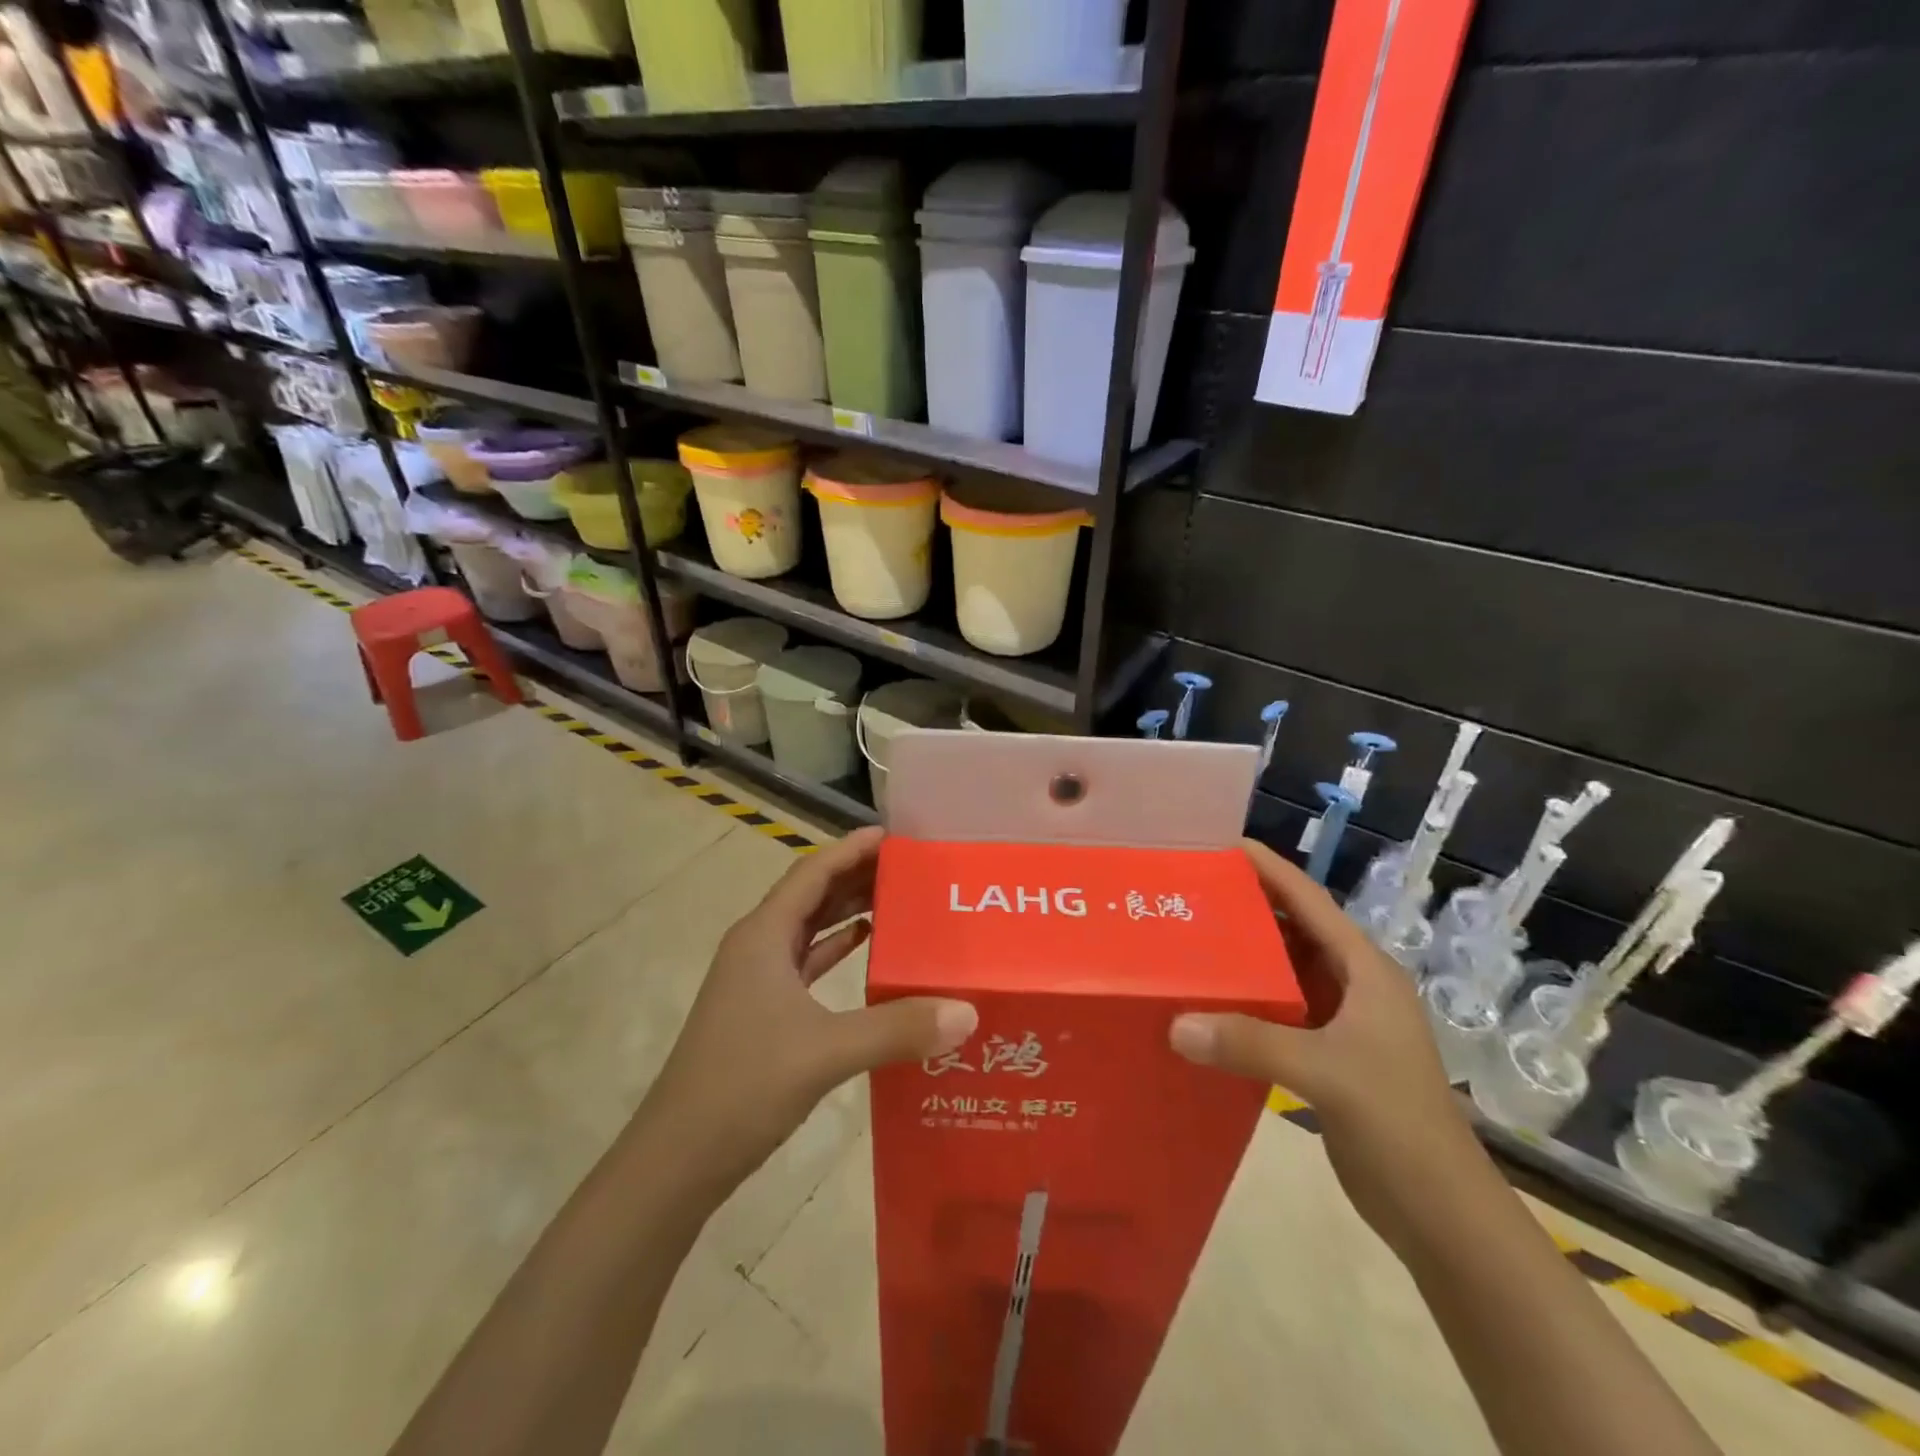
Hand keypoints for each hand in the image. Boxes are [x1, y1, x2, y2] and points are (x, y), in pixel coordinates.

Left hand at [644, 827, 976, 1196]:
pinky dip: (838, 950)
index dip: (852, 849)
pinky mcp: (763, 1012)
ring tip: (900, 900)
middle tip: (911, 867)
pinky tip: (869, 949)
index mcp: (764, 936)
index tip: (896, 835)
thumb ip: (896, 1029)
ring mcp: (757, 981)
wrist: (677, 1159)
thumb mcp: (825, 1052)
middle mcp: (758, 947)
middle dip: (857, 876)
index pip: (813, 872)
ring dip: (849, 911)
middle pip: (813, 895)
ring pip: (810, 929)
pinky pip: (808, 964)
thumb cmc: (742, 1086)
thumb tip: (966, 1011)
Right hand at [1169, 839, 1487, 1254]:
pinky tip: (1208, 1005)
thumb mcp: (1326, 1073)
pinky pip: (1278, 1013)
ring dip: (1244, 958)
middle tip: (1191, 892)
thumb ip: (1251, 1044)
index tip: (1225, 844)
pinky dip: (1246, 1004)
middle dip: (1248, 909)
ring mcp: (1342, 1024)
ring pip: (1284, 973)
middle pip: (1294, 932)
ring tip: (1189, 940)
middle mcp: (1354, 987)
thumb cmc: (1398, 1123)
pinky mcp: (1327, 1057)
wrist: (1442, 1213)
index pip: (1312, 903)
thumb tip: (1175, 1024)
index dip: (1272, 870)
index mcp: (1366, 972)